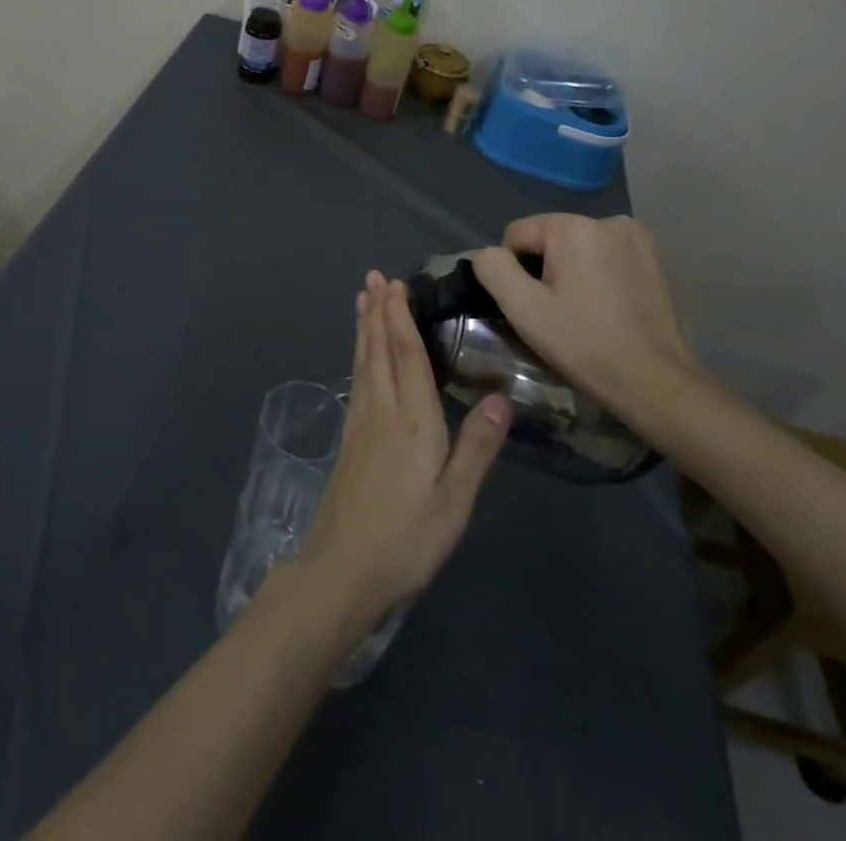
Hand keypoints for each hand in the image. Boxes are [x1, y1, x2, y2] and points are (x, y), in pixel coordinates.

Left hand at [295, 272, 512, 630]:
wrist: (344, 568)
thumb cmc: (407, 537)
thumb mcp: (455, 500)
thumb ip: (477, 446)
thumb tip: (501, 396)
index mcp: (412, 419)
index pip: (406, 354)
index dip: (400, 317)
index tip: (395, 284)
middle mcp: (382, 410)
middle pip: (379, 349)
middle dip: (377, 311)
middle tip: (373, 277)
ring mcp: (361, 423)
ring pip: (363, 362)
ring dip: (365, 328)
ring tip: (362, 300)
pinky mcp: (349, 439)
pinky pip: (356, 380)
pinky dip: (359, 356)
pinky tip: (360, 356)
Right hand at [470, 215, 698, 421]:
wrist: (658, 384)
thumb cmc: (585, 345)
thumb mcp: (523, 309)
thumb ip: (492, 268)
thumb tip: (489, 254)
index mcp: (575, 227)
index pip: (517, 234)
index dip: (515, 271)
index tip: (535, 306)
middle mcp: (609, 221)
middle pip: (550, 238)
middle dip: (545, 269)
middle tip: (558, 313)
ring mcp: (640, 239)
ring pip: (579, 248)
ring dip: (573, 271)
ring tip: (584, 312)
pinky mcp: (658, 260)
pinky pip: (608, 257)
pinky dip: (601, 276)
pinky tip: (609, 308)